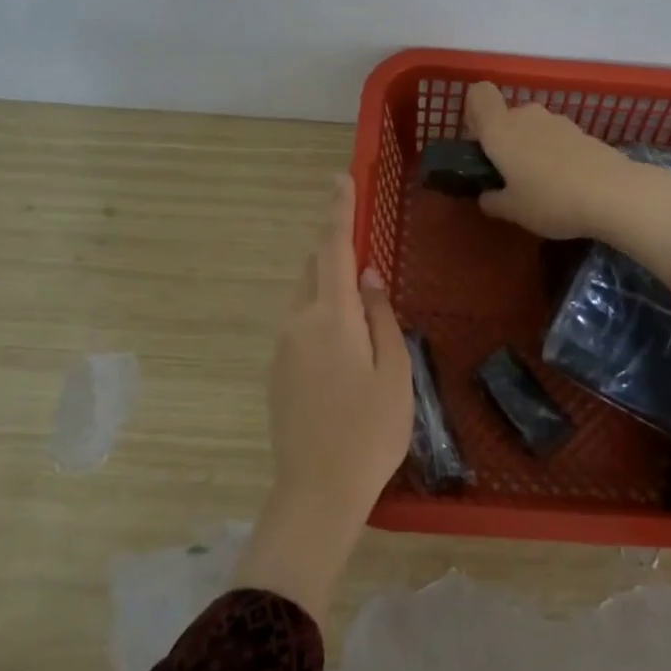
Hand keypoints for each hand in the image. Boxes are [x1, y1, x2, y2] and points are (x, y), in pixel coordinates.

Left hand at [233, 175, 412, 622]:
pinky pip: (300, 327)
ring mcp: (282, 349)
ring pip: (305, 300)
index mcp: (330, 317)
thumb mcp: (394, 372)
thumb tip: (370, 277)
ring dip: (330, 292)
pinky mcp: (277, 372)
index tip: (341, 178)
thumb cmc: (370, 431)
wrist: (316, 492)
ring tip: (365, 321)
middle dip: (336, 257)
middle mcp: (297, 323)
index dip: (338, 211)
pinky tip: (345, 355)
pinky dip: (322, 320)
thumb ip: (382, 317)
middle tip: (368, 269)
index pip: (333, 250)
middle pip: (313, 272)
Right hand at [464, 81, 670, 283]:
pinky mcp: (583, 133)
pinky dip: (555, 154)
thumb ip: (493, 201)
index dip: (473, 113)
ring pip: (533, 128)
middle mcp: (527, 116)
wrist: (614, 194)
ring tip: (540, 185)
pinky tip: (565, 183)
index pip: (479, 94)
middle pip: (507, 116)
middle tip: (509, 176)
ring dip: (531, 148)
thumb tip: (487, 196)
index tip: (479, 143)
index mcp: (500, 130)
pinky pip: (556, 138)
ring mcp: (558, 122)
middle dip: (504, 140)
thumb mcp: (513, 211)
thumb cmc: (551, 200)